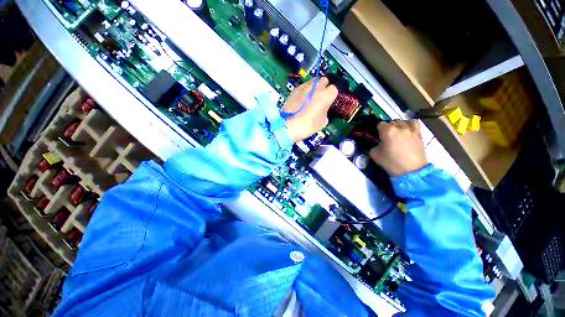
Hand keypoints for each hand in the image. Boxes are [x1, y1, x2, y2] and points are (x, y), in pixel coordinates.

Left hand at [283, 77, 337, 142]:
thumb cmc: (306, 126)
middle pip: (324, 80)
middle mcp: (316, 88)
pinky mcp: (295, 90)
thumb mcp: (322, 122)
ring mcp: (304, 87)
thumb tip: (324, 109)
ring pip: (313, 81)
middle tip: (321, 96)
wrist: (287, 126)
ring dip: (315, 86)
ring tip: (312, 97)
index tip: (330, 99)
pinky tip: (303, 98)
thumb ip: (326, 112)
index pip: (334, 88)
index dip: (332, 95)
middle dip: (324, 87)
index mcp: (325, 96)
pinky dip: (305, 90)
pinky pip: (303, 86)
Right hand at [369, 120, 427, 176]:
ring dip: (398, 125)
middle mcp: (400, 127)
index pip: (380, 124)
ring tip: (397, 133)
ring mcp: (411, 129)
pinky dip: (409, 125)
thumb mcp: (375, 155)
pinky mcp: (419, 134)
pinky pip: (414, 123)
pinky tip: (407, 131)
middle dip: (387, 128)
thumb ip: (374, 146)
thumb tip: (378, 143)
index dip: (377, 130)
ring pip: (402, 121)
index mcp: (387, 131)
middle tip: (386, 137)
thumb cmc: (391, 162)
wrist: (411, 171)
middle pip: (391, 122)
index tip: (377, 136)